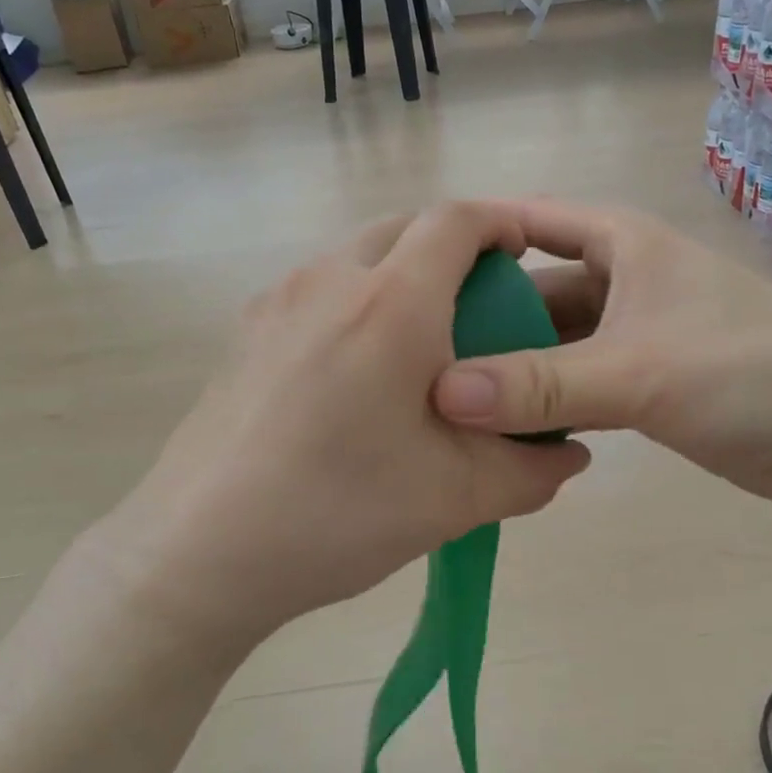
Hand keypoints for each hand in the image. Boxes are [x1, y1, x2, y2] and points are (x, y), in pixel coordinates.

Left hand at [81, 203, 590, 646]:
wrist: (198, 551)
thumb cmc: (338, 513)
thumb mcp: (456, 499)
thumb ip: (531, 470)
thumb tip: (572, 455)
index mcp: (390, 303)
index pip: (456, 221)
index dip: (501, 223)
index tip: (525, 254)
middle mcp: (329, 279)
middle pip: (403, 227)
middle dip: (451, 248)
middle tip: (479, 305)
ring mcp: (276, 301)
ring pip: (355, 256)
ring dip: (398, 274)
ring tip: (417, 342)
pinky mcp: (244, 332)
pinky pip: (316, 290)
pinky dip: (353, 301)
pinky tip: (354, 374)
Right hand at [431, 199, 771, 510]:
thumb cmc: (751, 373)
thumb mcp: (639, 371)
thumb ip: (540, 384)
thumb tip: (442, 394)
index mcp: (621, 245)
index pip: (528, 221)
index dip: (471, 237)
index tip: (409, 268)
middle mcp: (622, 280)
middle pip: (532, 289)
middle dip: (481, 316)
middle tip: (414, 353)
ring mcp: (634, 333)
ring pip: (552, 341)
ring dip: (511, 365)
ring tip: (445, 394)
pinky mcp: (647, 382)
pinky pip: (576, 381)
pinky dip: (544, 399)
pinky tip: (501, 426)